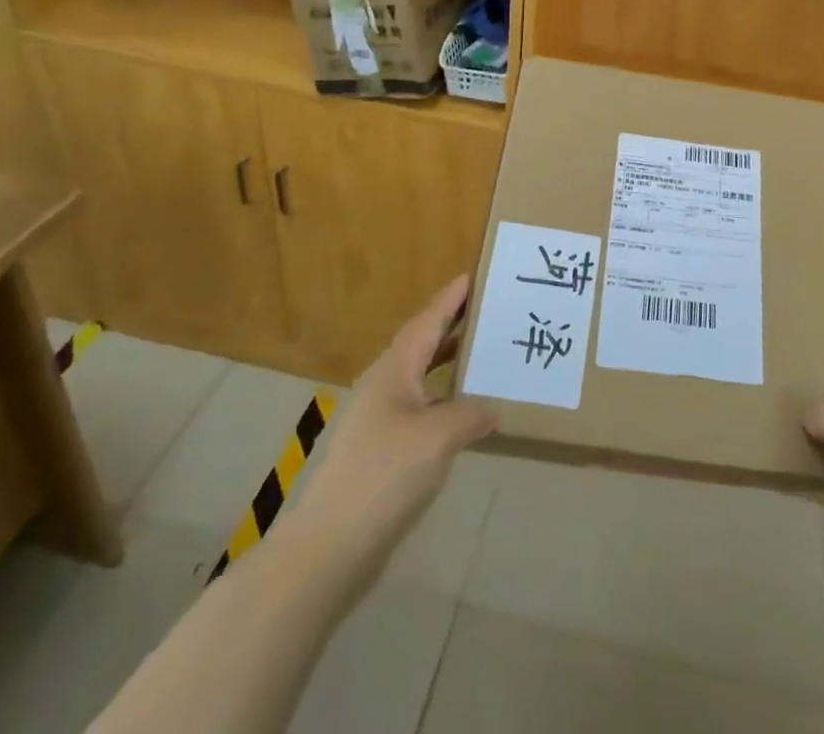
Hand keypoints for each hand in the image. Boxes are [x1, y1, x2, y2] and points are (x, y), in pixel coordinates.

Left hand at [291, 276, 495, 602]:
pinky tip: (463, 412)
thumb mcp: (438, 437)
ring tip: (482, 353)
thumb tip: (493, 407)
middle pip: (422, 344)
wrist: (330, 546)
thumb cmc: (384, 475)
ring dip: (448, 362)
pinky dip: (444, 397)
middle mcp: (384, 386)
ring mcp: (379, 420)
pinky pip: (421, 406)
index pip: (427, 322)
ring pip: (421, 376)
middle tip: (487, 310)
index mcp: (394, 371)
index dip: (449, 299)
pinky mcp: (381, 450)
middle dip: (452, 326)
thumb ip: (470, 414)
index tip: (471, 275)